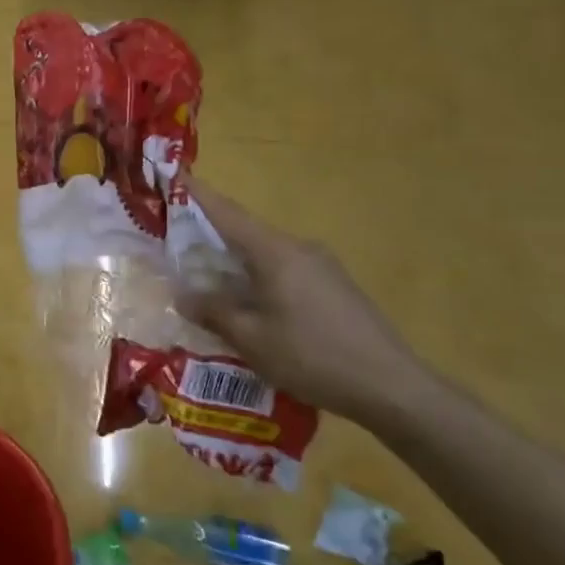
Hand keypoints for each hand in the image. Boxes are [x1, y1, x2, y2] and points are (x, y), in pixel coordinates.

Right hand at [183, 179, 433, 423]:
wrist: (392, 388)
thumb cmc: (313, 356)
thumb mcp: (252, 338)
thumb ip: (213, 311)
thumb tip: (183, 295)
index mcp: (275, 252)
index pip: (226, 213)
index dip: (196, 195)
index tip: (172, 176)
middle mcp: (298, 249)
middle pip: (244, 232)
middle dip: (208, 234)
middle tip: (173, 242)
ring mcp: (321, 267)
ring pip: (264, 255)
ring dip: (232, 263)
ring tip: (204, 281)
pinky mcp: (333, 288)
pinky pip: (282, 272)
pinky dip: (255, 279)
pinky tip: (246, 306)